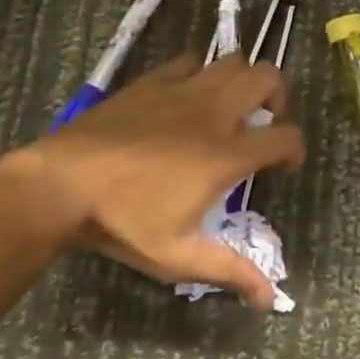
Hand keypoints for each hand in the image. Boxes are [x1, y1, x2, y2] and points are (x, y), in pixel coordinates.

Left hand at [18, 54, 304, 309]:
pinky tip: (188, 95)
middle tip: (264, 121)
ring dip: (242, 78)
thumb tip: (269, 298)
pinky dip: (200, 72)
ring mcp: (183, 90)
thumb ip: (228, 270)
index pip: (284, 136)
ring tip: (231, 105)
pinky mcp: (153, 80)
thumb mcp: (177, 256)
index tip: (285, 165)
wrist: (64, 183)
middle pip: (267, 77)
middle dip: (277, 96)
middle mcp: (214, 113)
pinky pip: (189, 61)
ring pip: (232, 61)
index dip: (295, 149)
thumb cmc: (124, 221)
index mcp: (226, 154)